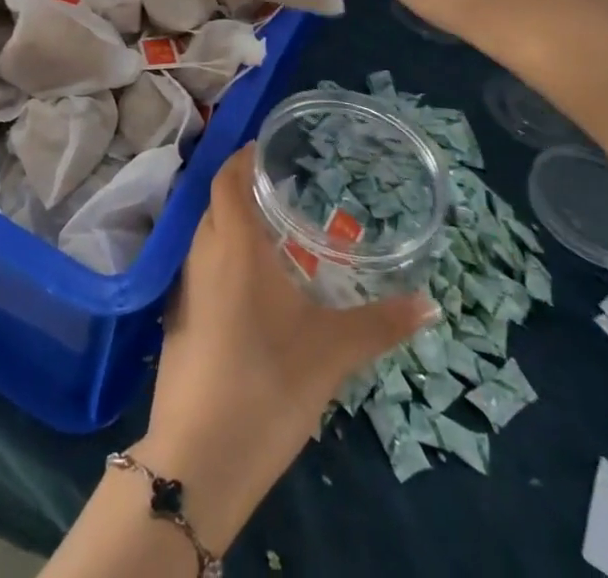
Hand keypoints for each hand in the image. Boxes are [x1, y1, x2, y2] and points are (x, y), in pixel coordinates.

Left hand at [136, 145, 433, 545]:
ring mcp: (185, 288)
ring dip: (234, 225)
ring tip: (275, 233)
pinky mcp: (178, 320)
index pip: (228, 178)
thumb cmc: (267, 383)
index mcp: (233, 244)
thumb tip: (430, 303)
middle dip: (245, 190)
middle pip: (217, 203)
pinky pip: (202, 268)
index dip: (244, 158)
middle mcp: (202, 254)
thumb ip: (380, 323)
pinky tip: (254, 286)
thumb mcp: (332, 351)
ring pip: (208, 236)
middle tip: (284, 189)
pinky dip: (225, 259)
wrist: (198, 459)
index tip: (269, 148)